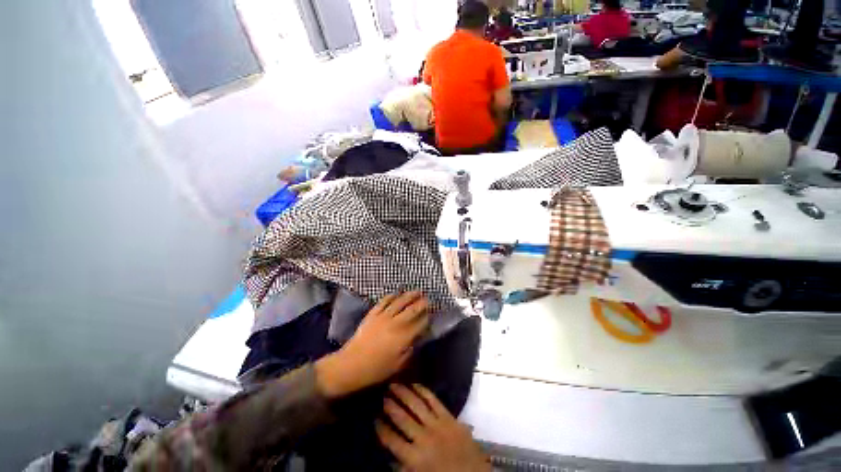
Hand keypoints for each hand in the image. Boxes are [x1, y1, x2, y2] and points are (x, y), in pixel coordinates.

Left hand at [315, 292, 429, 397]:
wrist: (351, 364)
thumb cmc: (376, 369)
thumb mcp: (398, 364)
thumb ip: (410, 349)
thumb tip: (417, 338)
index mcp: (403, 336)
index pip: (420, 323)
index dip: (427, 317)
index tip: (432, 314)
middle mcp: (396, 323)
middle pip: (412, 309)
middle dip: (422, 303)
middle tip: (428, 299)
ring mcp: (383, 316)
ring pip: (400, 301)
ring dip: (409, 295)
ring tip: (416, 291)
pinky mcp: (373, 314)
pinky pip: (384, 301)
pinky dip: (392, 296)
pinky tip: (396, 294)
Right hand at [377, 384, 490, 471]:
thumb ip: (404, 466)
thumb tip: (389, 456)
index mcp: (414, 458)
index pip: (392, 440)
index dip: (381, 429)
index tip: (374, 419)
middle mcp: (423, 438)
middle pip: (402, 418)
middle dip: (390, 406)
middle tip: (383, 395)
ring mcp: (437, 424)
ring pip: (416, 404)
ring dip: (404, 393)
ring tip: (394, 385)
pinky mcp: (448, 416)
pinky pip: (433, 400)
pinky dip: (423, 391)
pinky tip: (415, 384)